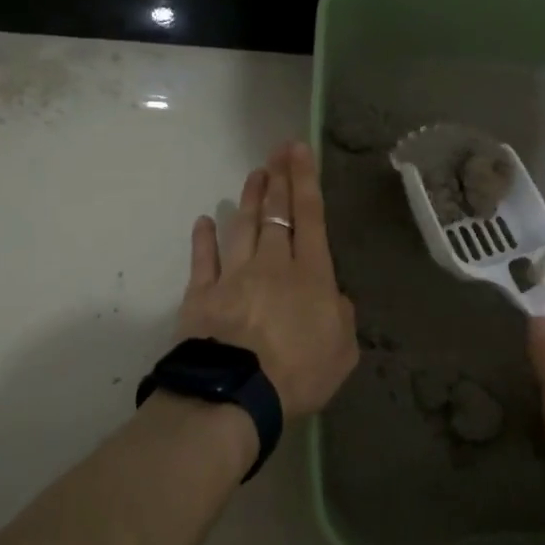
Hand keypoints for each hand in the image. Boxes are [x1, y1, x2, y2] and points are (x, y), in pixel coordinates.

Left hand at [179, 142, 358, 419]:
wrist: (237, 394)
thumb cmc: (299, 373)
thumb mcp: (342, 351)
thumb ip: (341, 317)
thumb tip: (333, 298)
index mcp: (311, 275)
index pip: (310, 216)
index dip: (305, 180)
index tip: (298, 149)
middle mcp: (273, 264)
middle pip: (276, 214)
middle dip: (279, 179)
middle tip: (277, 150)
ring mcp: (234, 275)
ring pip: (243, 227)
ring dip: (249, 199)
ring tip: (254, 175)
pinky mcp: (202, 294)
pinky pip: (203, 260)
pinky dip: (203, 239)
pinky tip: (203, 221)